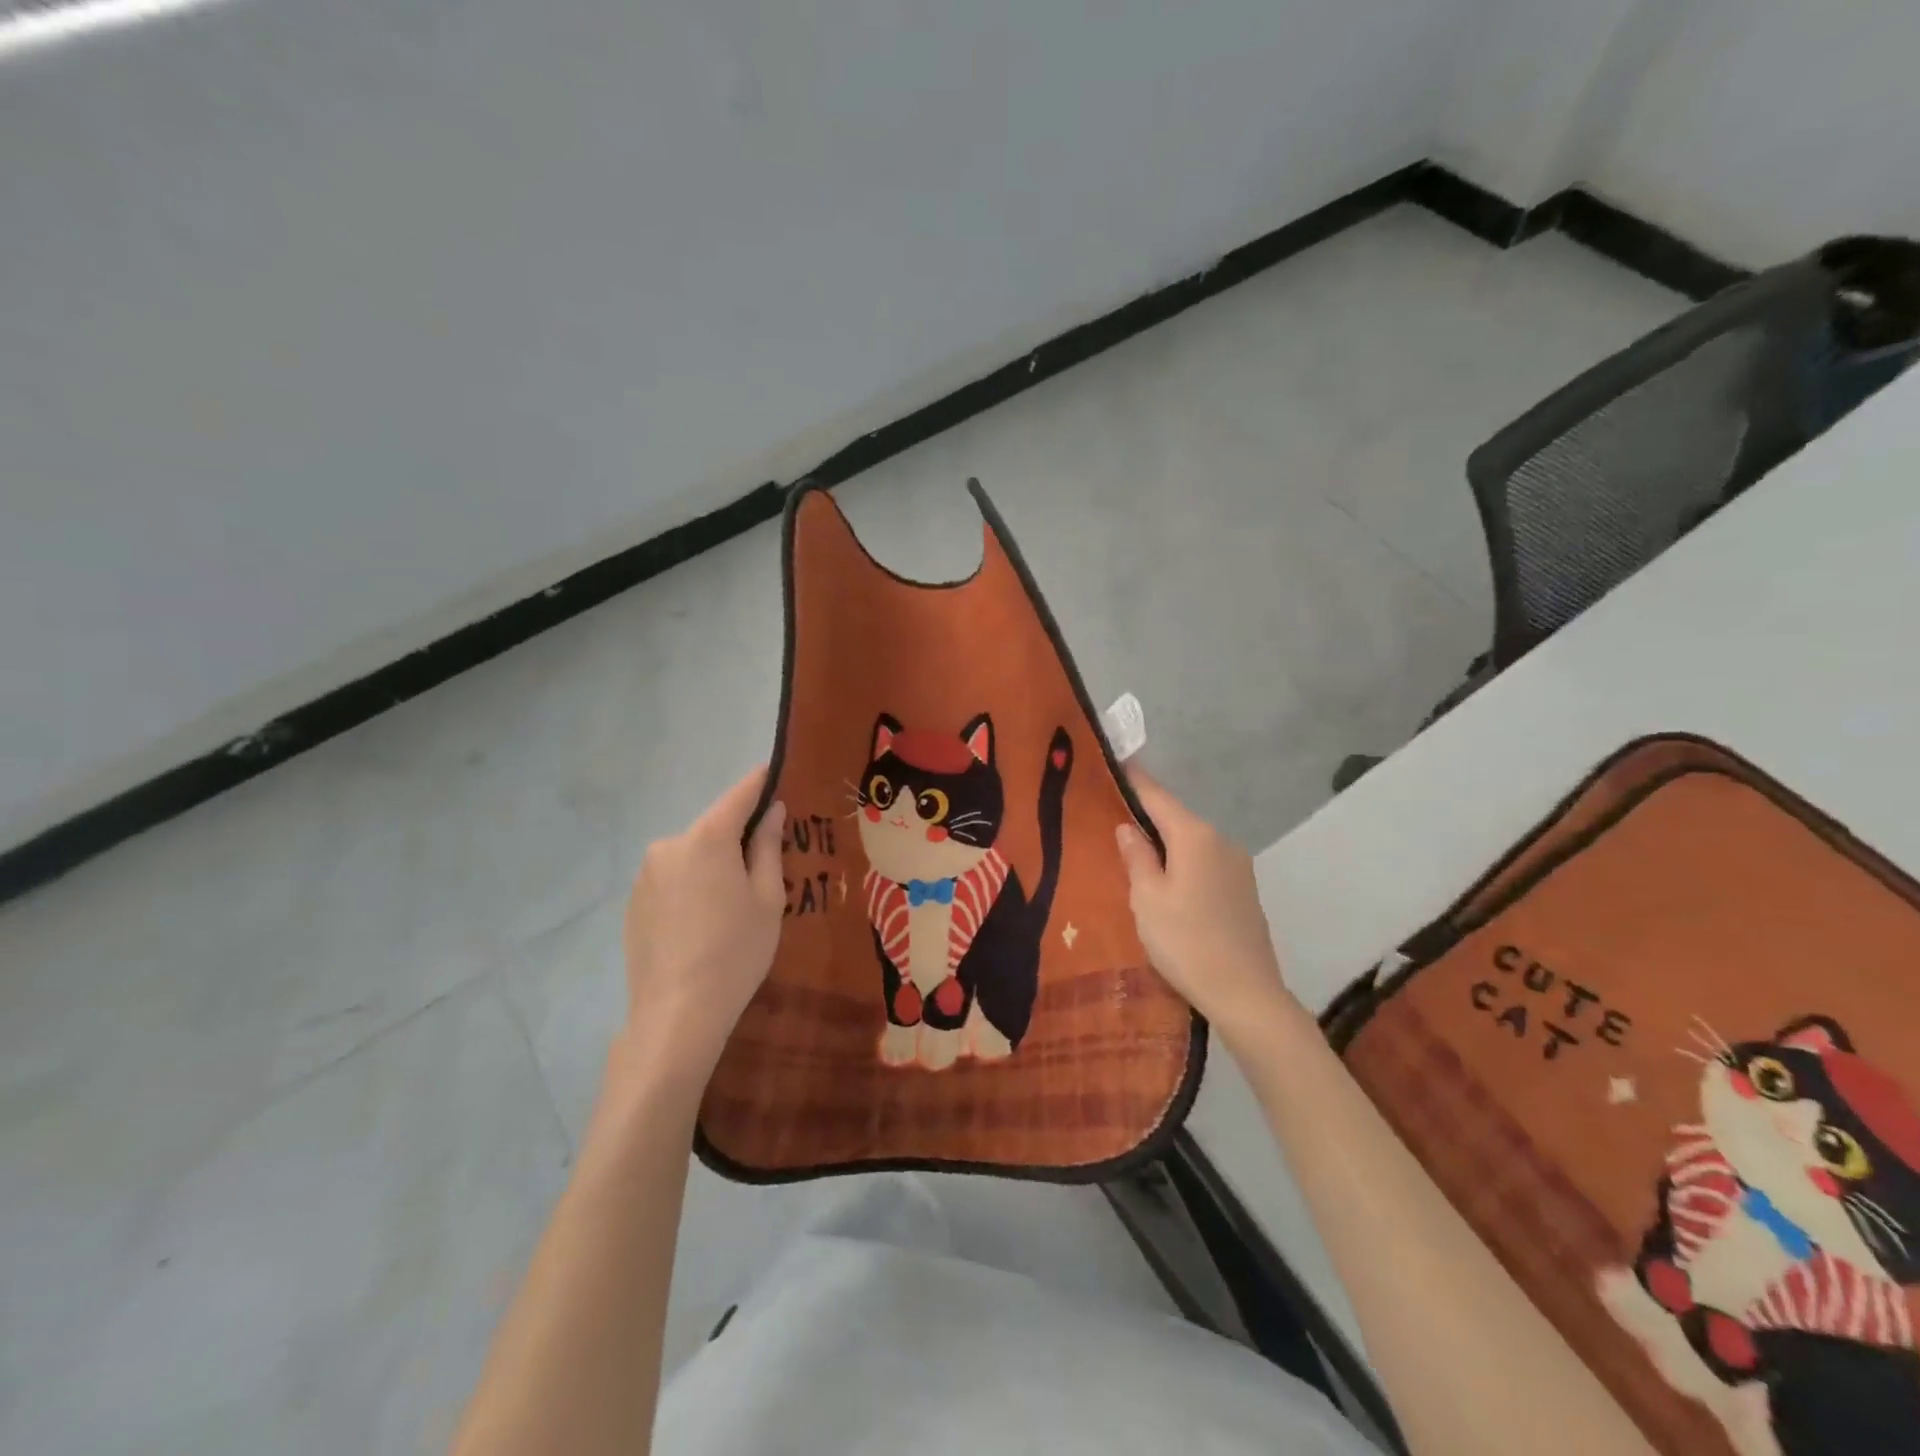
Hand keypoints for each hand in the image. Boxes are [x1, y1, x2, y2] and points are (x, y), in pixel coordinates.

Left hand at [610, 768, 786, 1094]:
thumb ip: (768, 847)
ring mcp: (646, 874)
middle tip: (764, 866)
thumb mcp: (768, 898)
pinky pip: (672, 880)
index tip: (776, 772)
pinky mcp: (634, 902)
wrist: (677, 1012)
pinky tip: (702, 924)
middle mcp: (669, 845)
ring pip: (691, 856)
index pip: (739, 796)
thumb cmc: (736, 951)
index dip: (760, 783)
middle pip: (713, 829)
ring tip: (731, 905)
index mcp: (707, 839)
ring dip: (712, 865)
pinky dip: (691, 887)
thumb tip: (771, 811)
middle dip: (738, 838)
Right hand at [1114, 767, 1295, 1042]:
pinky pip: (1205, 863)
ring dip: (1165, 843)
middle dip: (1146, 815)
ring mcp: (1238, 865)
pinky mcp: (1244, 890)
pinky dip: (1183, 863)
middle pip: (1176, 818)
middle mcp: (1221, 840)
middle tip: (1112, 816)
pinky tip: (1167, 883)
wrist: (1246, 993)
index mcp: (1195, 836)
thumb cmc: (1186, 941)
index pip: (1157, 796)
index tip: (1115, 762)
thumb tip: (1128, 827)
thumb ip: (1136, 857)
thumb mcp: (1147, 899)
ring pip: (1191, 842)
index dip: (1134, 779)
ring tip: (1134, 854)